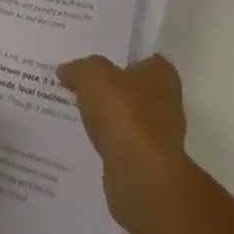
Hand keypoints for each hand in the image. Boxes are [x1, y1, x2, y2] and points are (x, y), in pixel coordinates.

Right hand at [57, 53, 189, 230]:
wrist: (140, 176)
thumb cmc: (124, 114)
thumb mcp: (93, 75)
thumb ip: (79, 68)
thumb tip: (66, 70)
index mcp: (162, 74)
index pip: (143, 58)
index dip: (119, 57)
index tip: (94, 61)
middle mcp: (167, 102)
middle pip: (134, 88)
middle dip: (111, 88)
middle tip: (79, 84)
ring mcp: (159, 136)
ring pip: (127, 118)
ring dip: (108, 118)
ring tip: (77, 112)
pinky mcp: (148, 163)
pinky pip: (122, 144)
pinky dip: (108, 142)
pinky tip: (86, 140)